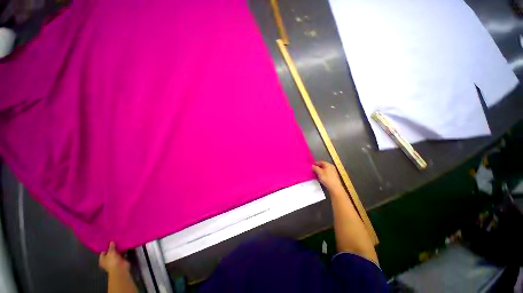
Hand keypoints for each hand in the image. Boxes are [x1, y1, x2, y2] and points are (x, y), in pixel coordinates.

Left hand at [99, 242, 129, 273]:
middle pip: (110, 253)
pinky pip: (122, 254)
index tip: (109, 242)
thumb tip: (111, 242)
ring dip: (119, 249)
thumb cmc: (112, 261)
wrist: (120, 268)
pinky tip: (125, 246)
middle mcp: (108, 260)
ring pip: (116, 253)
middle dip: (113, 248)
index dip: (106, 247)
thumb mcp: (111, 253)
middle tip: (115, 241)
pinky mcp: (121, 260)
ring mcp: (115, 260)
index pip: (103, 252)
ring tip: (121, 242)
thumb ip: (111, 247)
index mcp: (102, 260)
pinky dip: (123, 251)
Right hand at [312, 161, 343, 190]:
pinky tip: (321, 177)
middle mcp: (331, 167)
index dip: (315, 163)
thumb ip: (315, 168)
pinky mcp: (333, 176)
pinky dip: (323, 174)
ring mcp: (333, 171)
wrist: (335, 187)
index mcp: (328, 164)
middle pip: (323, 166)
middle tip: (313, 170)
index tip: (311, 166)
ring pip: (325, 170)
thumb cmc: (326, 178)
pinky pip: (327, 173)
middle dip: (317, 168)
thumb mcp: (319, 172)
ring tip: (316, 174)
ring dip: (320, 171)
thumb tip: (312, 165)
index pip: (320, 162)